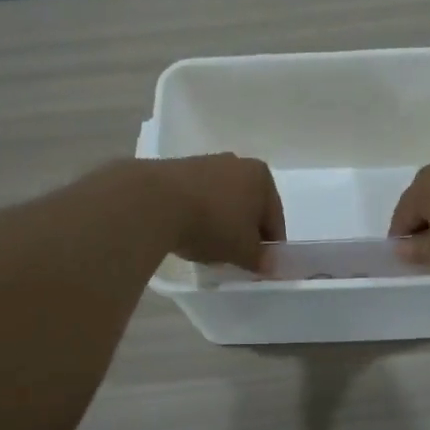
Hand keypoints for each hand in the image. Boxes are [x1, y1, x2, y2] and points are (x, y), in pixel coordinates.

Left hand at [148, 155, 285, 272]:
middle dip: (245, 231)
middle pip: (249, 206)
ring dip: (221, 223)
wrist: (155, 202)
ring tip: (209, 247)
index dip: (271, 246)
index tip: (261, 266)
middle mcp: (237, 163)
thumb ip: (261, 259)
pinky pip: (198, 198)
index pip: (275, 219)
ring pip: (223, 201)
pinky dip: (199, 215)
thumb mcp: (243, 250)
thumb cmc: (212, 224)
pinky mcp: (178, 169)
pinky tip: (188, 232)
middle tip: (236, 258)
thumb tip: (272, 266)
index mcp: (261, 177)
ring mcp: (206, 163)